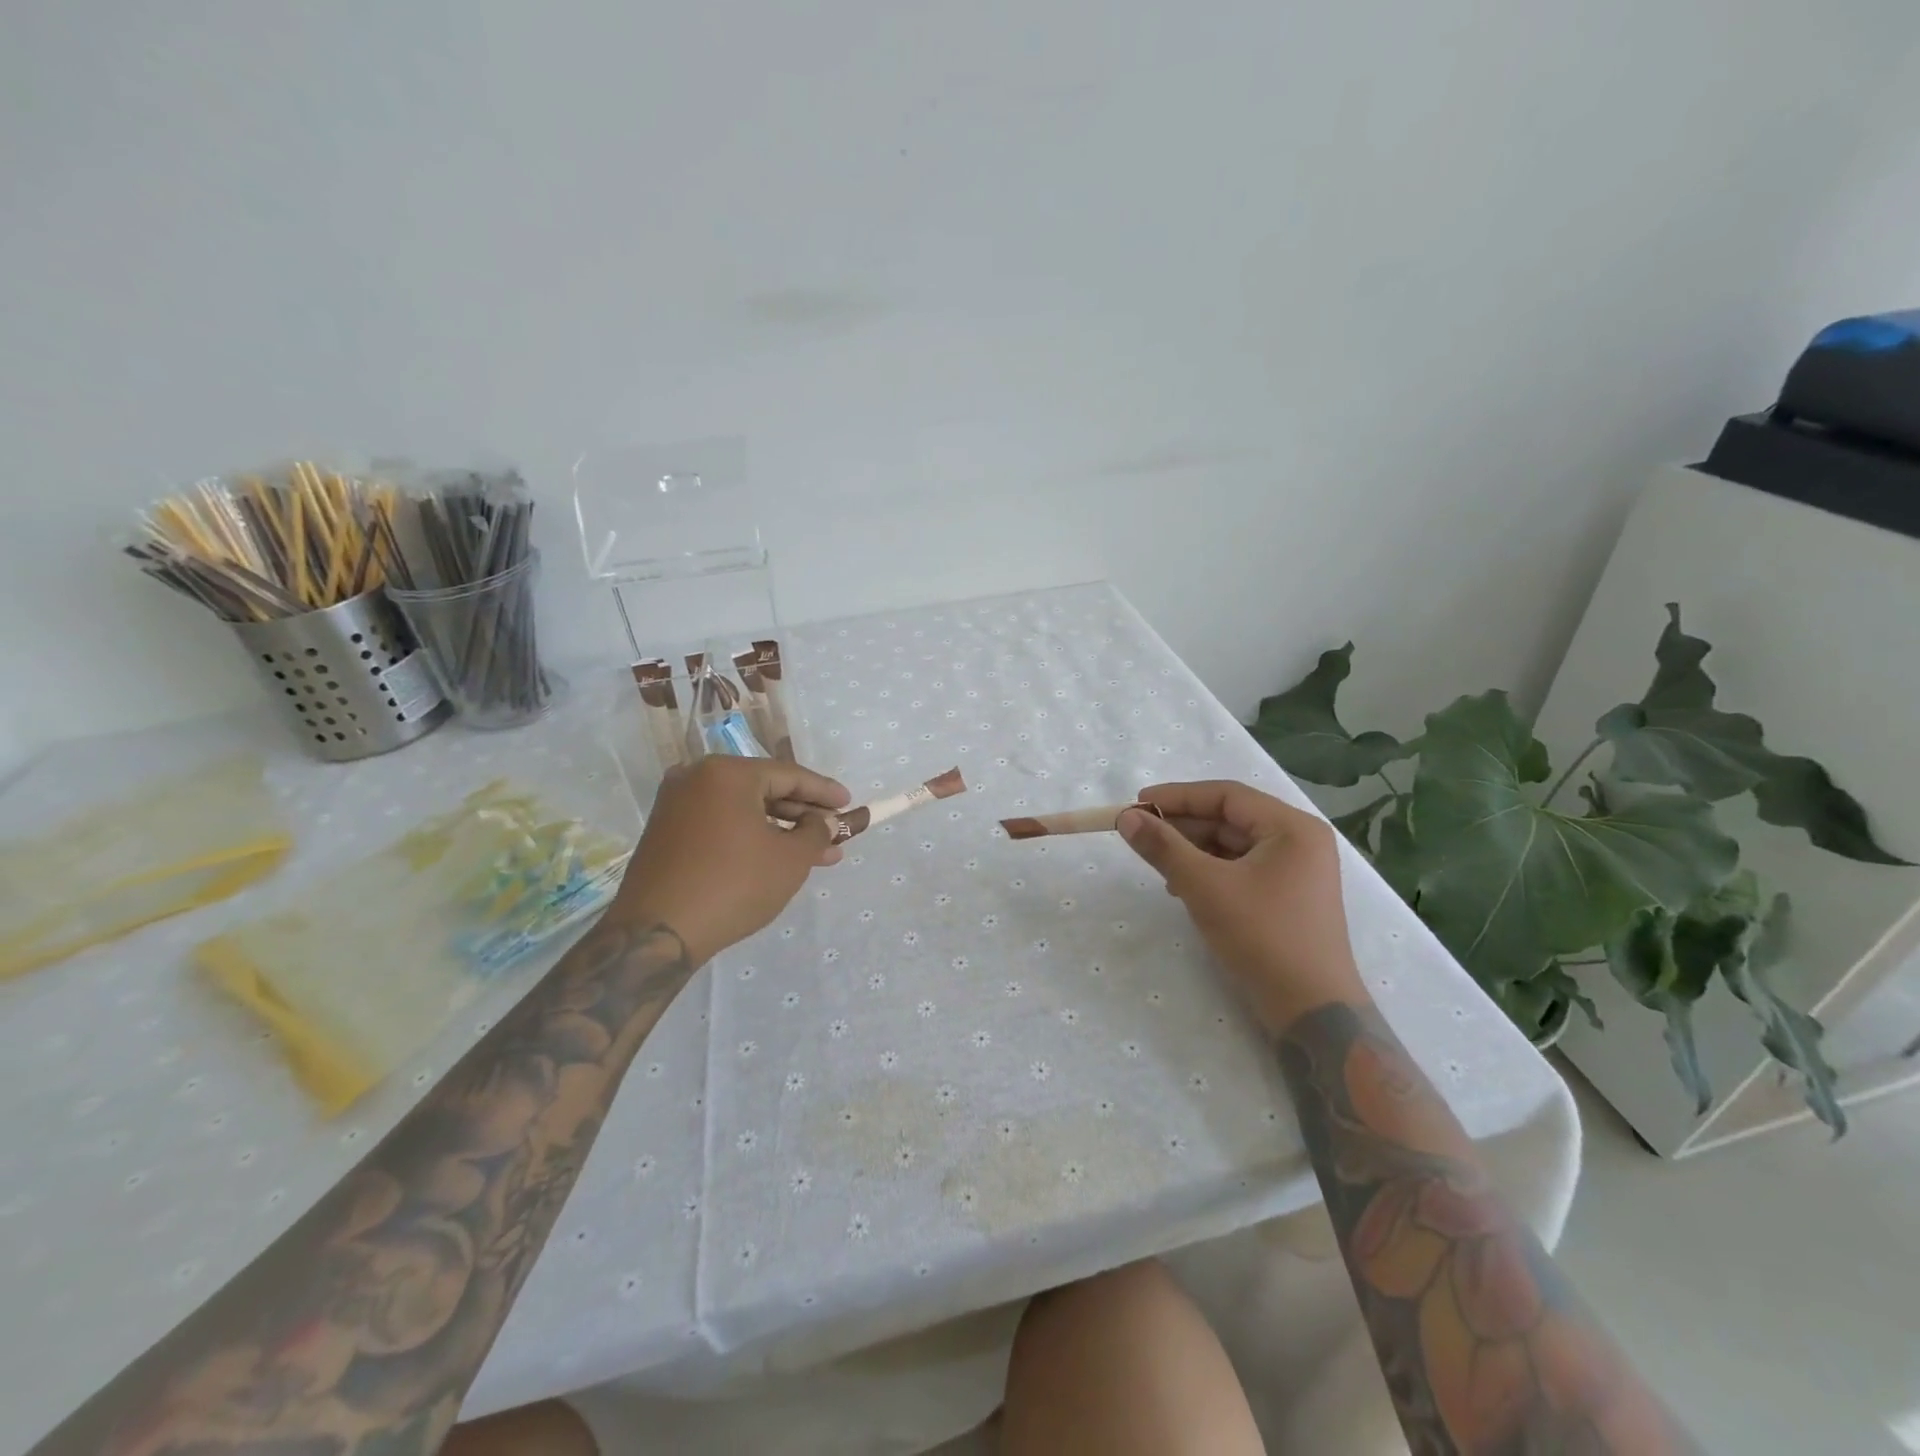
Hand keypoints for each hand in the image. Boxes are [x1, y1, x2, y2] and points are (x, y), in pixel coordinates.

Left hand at [613, 756, 851, 966]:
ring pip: (744, 810)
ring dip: (782, 830)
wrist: (655, 933)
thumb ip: (816, 832)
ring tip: (818, 855)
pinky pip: (722, 824)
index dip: (824, 791)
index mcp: (727, 773)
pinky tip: (778, 858)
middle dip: (805, 815)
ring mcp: (677, 805)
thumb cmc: (732, 885)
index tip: (849, 804)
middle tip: (836, 833)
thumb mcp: (790, 859)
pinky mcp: (667, 832)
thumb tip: (823, 822)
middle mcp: (697, 778)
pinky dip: (752, 837)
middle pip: (765, 790)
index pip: (789, 775)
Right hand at [1118, 780, 1363, 1033]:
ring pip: (1233, 845)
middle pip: (1230, 819)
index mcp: (1292, 827)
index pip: (1226, 795)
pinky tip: (1183, 888)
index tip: (1137, 805)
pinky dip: (1210, 872)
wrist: (1311, 1011)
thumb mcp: (1205, 887)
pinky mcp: (1288, 896)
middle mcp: (1299, 841)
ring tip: (1160, 866)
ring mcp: (1297, 870)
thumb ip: (1163, 847)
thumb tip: (1126, 818)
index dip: (1178, 796)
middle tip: (1141, 835)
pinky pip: (1241, 868)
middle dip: (1183, 826)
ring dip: (1193, 851)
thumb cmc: (1262, 937)